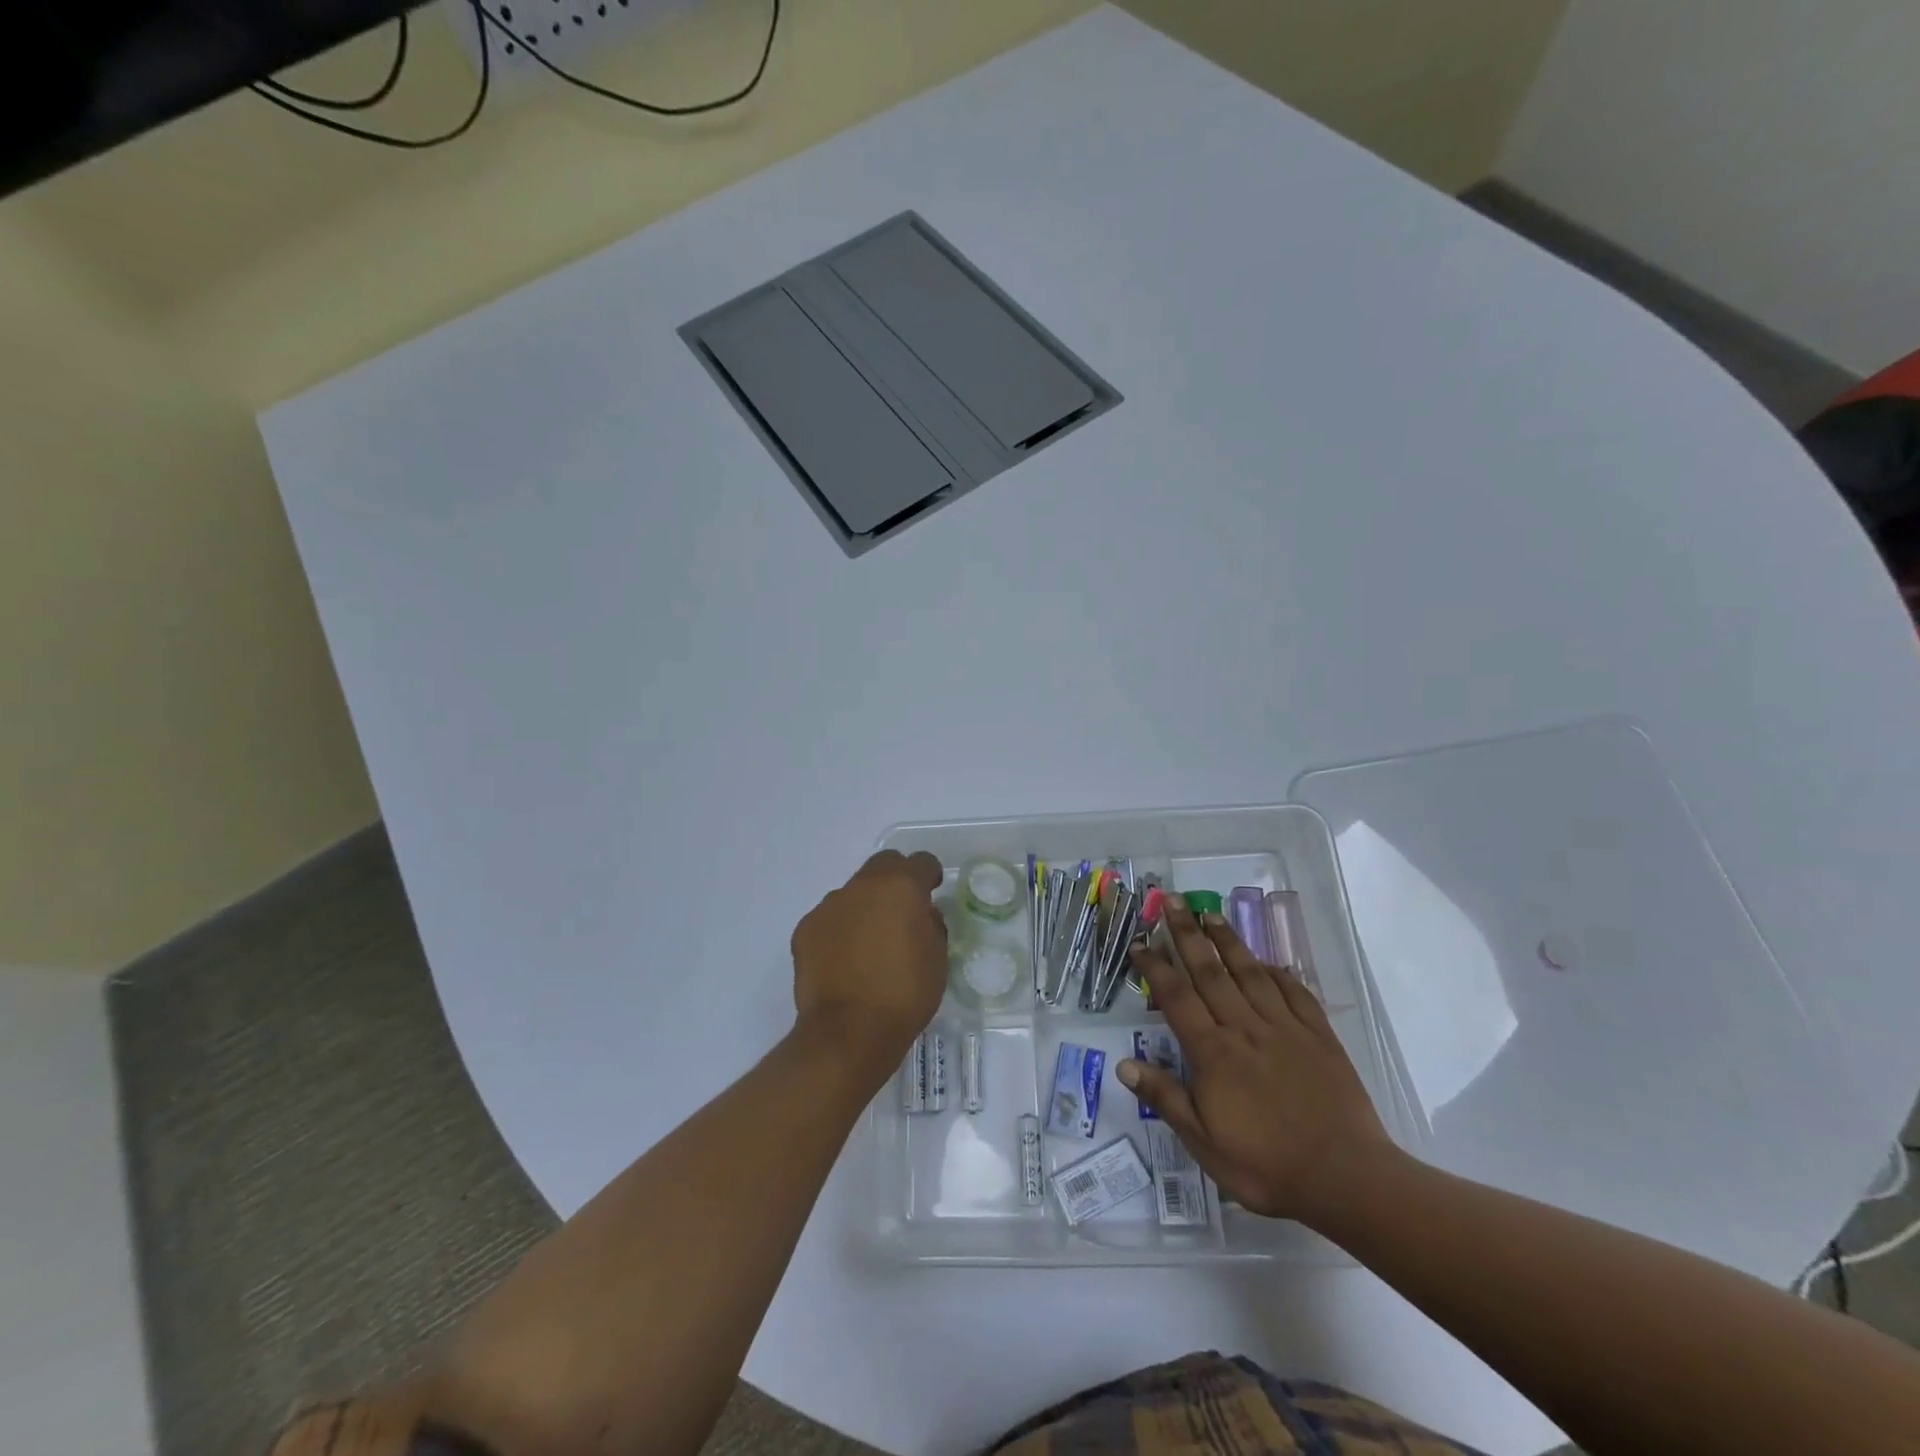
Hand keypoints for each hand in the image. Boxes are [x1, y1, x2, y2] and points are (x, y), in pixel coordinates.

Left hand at [791, 850, 947, 1079]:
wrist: (848, 1031)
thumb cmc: (905, 994)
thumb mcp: (937, 959)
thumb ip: (931, 925)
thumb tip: (921, 914)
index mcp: (902, 887)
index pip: (922, 861)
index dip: (930, 875)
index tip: (932, 892)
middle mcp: (863, 886)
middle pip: (884, 864)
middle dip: (896, 879)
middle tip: (902, 911)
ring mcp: (830, 905)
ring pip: (854, 892)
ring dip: (866, 906)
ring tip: (870, 944)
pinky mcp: (806, 928)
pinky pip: (830, 918)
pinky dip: (840, 930)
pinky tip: (845, 960)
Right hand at [1117, 901, 1397, 1226]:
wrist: (1347, 1179)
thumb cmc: (1267, 1167)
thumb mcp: (1205, 1144)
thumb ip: (1166, 1099)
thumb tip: (1124, 1065)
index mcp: (1213, 1053)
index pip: (1176, 997)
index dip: (1155, 967)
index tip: (1140, 942)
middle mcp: (1244, 1028)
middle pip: (1209, 972)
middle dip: (1188, 934)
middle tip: (1173, 903)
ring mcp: (1285, 1028)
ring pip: (1249, 973)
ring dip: (1228, 942)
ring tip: (1212, 914)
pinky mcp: (1318, 1036)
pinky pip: (1294, 993)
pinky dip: (1278, 973)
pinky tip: (1268, 962)